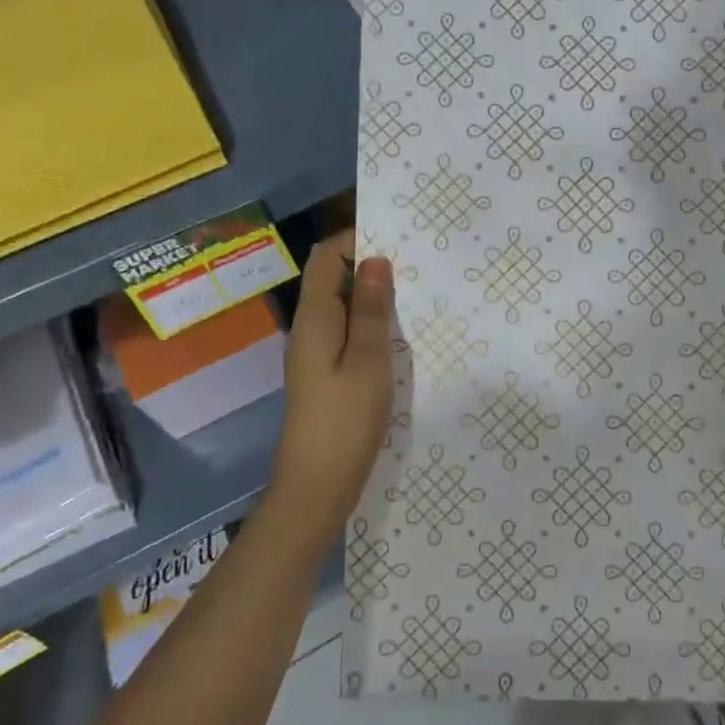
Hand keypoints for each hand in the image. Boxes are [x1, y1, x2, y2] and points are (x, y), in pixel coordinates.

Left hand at [269, 232, 394, 539]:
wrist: (317, 485)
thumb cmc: (345, 420)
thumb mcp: (368, 360)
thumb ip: (371, 310)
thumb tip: (374, 260)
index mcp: (314, 318)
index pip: (325, 257)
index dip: (354, 240)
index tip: (396, 240)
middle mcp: (309, 329)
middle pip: (332, 280)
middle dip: (369, 267)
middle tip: (415, 268)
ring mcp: (314, 354)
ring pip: (342, 309)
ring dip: (372, 298)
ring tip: (413, 296)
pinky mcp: (324, 376)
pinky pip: (346, 335)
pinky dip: (369, 325)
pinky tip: (397, 336)